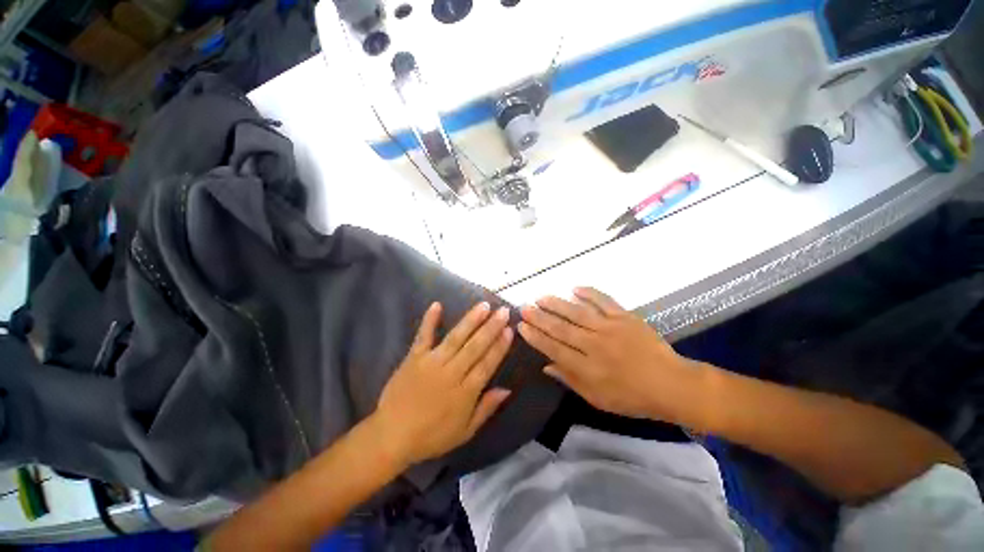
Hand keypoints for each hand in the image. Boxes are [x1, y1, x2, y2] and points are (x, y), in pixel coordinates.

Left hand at [370, 301, 512, 467]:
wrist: (392, 436)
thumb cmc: (431, 436)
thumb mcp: (465, 431)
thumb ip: (487, 409)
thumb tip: (507, 389)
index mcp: (465, 392)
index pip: (488, 363)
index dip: (500, 346)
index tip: (510, 330)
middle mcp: (451, 373)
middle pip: (475, 346)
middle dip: (491, 327)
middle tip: (503, 311)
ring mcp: (431, 363)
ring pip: (455, 338)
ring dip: (471, 320)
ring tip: (483, 306)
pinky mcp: (414, 358)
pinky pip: (423, 336)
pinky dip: (430, 320)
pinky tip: (437, 305)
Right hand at [518, 287, 700, 420]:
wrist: (671, 385)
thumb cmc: (632, 397)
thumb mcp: (597, 399)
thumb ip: (570, 380)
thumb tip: (546, 365)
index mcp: (587, 369)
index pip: (553, 348)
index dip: (535, 337)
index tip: (521, 326)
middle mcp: (595, 346)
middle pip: (561, 328)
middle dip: (539, 318)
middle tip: (524, 308)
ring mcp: (610, 328)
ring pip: (577, 312)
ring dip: (557, 304)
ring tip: (541, 297)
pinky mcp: (625, 317)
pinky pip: (604, 301)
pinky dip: (589, 293)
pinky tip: (575, 288)